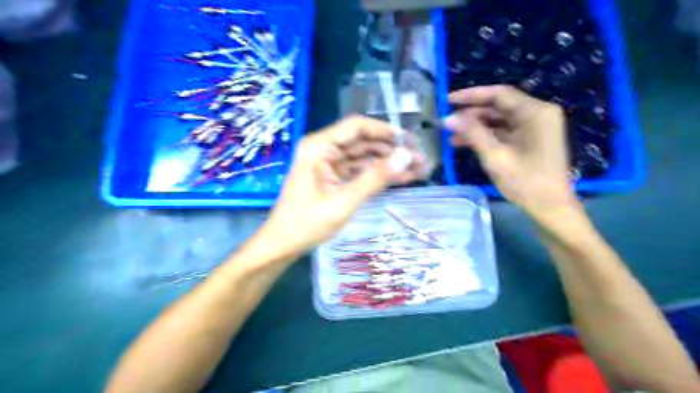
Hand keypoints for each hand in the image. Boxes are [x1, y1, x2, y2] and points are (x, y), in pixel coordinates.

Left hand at [263, 115, 426, 255]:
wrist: (284, 244)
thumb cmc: (308, 223)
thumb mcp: (344, 201)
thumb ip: (375, 178)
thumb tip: (406, 156)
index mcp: (319, 146)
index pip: (357, 127)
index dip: (385, 131)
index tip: (410, 140)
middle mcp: (324, 149)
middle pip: (363, 142)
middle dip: (392, 150)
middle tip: (420, 157)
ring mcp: (329, 164)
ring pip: (364, 157)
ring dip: (389, 163)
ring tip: (418, 168)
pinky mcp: (333, 177)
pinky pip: (359, 171)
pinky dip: (378, 175)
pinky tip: (401, 178)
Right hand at [445, 85, 576, 215]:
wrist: (551, 208)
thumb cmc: (525, 182)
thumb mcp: (495, 156)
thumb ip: (472, 133)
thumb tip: (447, 118)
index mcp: (535, 112)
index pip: (499, 94)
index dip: (471, 96)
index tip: (447, 101)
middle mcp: (537, 114)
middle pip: (499, 106)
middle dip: (472, 114)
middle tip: (448, 123)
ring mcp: (535, 128)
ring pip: (500, 120)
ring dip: (476, 127)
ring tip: (452, 137)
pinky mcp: (531, 141)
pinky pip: (504, 132)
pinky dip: (486, 137)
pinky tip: (466, 144)